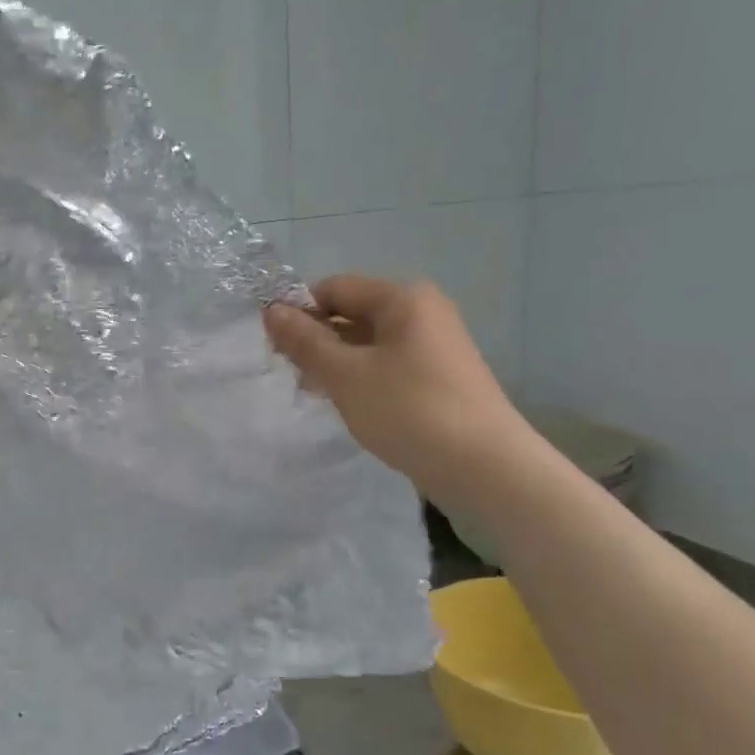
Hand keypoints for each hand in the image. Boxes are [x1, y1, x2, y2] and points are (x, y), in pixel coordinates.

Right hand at [264, 276, 534, 512]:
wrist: (483, 466)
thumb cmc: (408, 410)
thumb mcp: (345, 374)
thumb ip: (305, 341)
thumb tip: (271, 311)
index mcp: (402, 298)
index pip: (334, 288)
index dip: (298, 312)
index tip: (273, 347)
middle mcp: (422, 311)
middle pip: (352, 313)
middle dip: (316, 340)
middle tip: (291, 374)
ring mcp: (434, 344)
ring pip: (367, 342)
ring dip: (336, 362)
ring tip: (315, 393)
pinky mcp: (438, 376)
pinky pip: (386, 364)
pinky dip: (361, 377)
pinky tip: (348, 404)